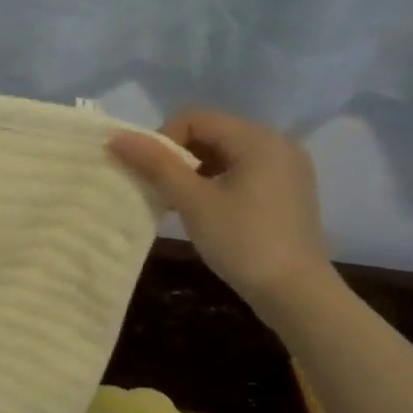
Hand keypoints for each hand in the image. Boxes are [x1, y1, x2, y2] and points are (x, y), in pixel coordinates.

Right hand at [109, 108, 330, 311]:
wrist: (296, 294)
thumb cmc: (243, 242)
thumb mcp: (192, 201)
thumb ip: (155, 164)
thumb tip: (115, 137)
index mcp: (257, 138)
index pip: (194, 118)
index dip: (163, 140)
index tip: (151, 175)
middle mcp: (277, 143)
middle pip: (210, 133)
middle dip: (177, 157)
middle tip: (159, 190)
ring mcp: (286, 167)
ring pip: (223, 153)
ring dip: (193, 171)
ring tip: (177, 202)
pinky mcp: (286, 190)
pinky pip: (241, 171)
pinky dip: (215, 182)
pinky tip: (203, 210)